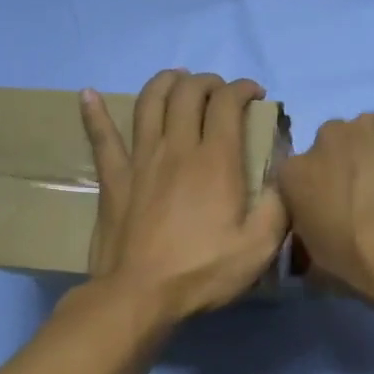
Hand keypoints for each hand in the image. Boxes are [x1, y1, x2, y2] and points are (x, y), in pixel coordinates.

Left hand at [81, 71, 289, 324]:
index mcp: (215, 160)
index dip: (242, 88)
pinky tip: (87, 95)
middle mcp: (177, 147)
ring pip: (149, 103)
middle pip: (188, 93)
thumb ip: (279, 206)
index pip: (228, 103)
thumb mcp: (258, 248)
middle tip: (220, 91)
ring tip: (177, 79)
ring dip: (165, 82)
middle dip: (208, 81)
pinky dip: (94, 114)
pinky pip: (101, 138)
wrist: (139, 294)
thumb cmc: (201, 272)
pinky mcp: (113, 178)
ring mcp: (140, 159)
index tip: (255, 94)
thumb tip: (286, 174)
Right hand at [277, 106, 373, 309]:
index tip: (334, 211)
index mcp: (293, 175)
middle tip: (370, 198)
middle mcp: (322, 139)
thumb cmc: (361, 261)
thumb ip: (308, 239)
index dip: (317, 193)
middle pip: (331, 148)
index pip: (297, 177)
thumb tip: (314, 237)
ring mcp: (363, 123)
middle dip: (345, 167)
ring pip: (367, 134)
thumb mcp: (318, 263)